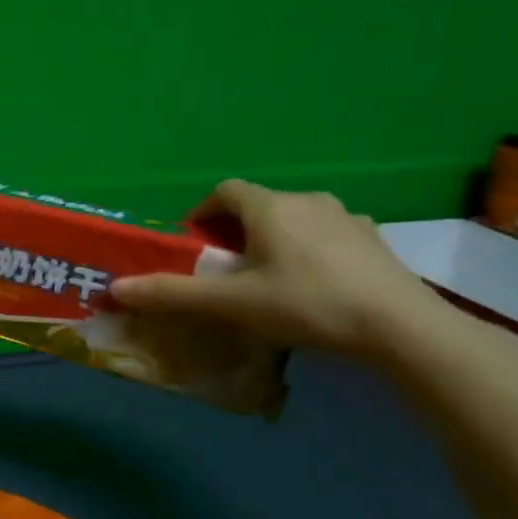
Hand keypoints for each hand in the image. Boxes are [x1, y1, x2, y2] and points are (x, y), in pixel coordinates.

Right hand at [108, 180, 454, 357]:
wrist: (401, 327)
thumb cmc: (306, 304)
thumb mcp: (231, 302)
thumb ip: (172, 294)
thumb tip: (115, 288)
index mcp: (270, 207)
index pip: (224, 191)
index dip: (202, 212)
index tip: (194, 244)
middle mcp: (309, 201)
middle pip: (259, 204)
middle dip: (234, 230)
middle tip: (224, 268)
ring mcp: (348, 219)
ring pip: (294, 219)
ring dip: (272, 239)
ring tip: (266, 278)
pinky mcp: (375, 242)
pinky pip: (327, 235)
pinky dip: (308, 250)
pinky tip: (311, 286)